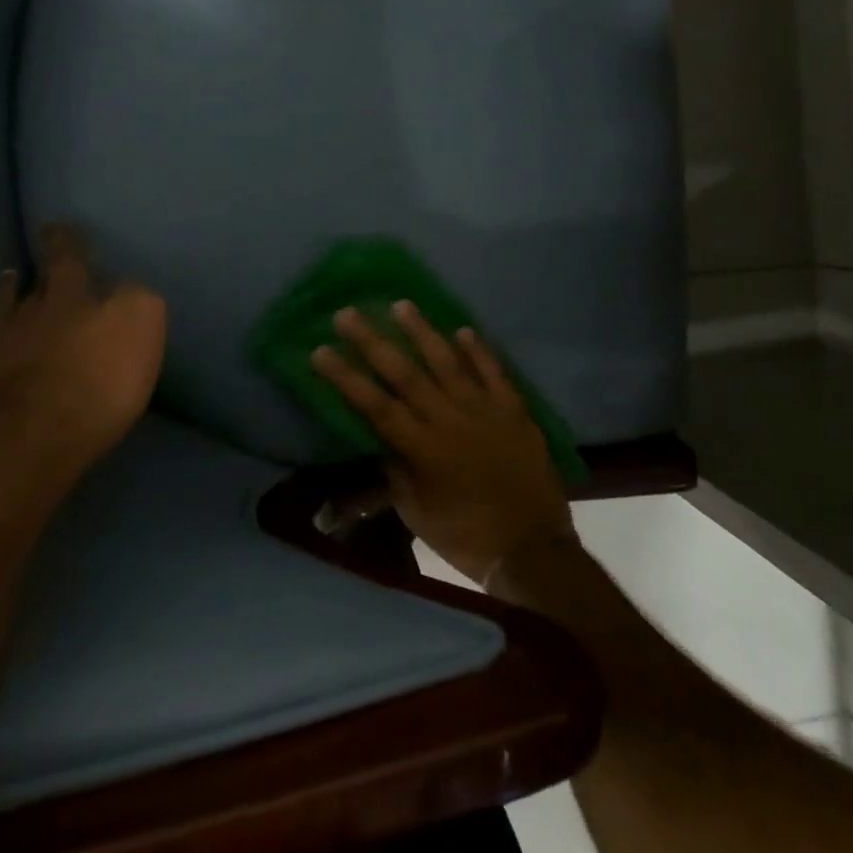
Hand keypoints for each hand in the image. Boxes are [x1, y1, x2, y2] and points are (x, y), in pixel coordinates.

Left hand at [0, 224, 165, 478]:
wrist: (29, 440)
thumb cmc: (98, 387)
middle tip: (44, 250)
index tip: (63, 228)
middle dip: (43, 267)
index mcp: (75, 302)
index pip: (72, 261)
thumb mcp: (142, 330)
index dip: (69, 243)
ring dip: (3, 290)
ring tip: (6, 274)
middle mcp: (31, 314)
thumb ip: (135, 301)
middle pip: (38, 285)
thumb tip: (124, 291)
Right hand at [311, 304, 575, 586]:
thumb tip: (383, 441)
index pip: (375, 405)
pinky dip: (479, 350)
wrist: (532, 548)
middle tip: (348, 313)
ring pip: (448, 362)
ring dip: (422, 332)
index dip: (346, 377)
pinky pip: (494, 372)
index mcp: (422, 448)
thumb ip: (396, 473)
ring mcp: (484, 410)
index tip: (320, 350)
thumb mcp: (417, 514)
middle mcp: (449, 419)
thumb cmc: (466, 537)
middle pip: (405, 374)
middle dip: (373, 342)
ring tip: (401, 304)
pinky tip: (463, 329)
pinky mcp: (514, 410)